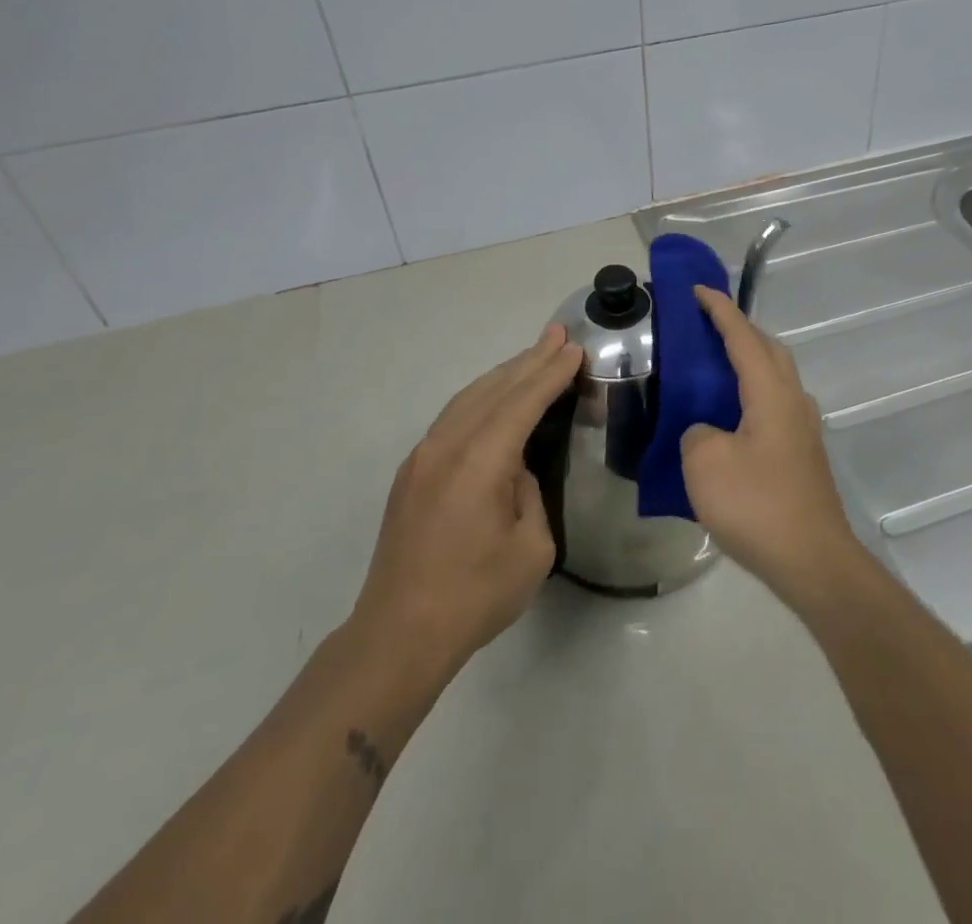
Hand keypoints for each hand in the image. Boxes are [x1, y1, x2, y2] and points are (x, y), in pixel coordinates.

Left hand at [347, 325, 580, 681]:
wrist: (397, 636)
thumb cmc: (474, 596)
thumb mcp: (531, 548)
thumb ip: (529, 493)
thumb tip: (514, 470)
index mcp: (480, 461)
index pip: (523, 401)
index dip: (551, 373)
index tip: (574, 348)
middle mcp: (447, 446)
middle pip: (494, 389)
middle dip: (529, 360)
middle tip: (557, 335)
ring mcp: (423, 457)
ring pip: (468, 398)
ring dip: (503, 374)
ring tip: (532, 356)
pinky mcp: (412, 473)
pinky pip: (453, 417)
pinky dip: (481, 397)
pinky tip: (494, 397)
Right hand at [682, 287, 863, 606]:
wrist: (812, 561)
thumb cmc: (757, 505)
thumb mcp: (704, 464)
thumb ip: (697, 433)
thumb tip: (706, 432)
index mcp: (771, 392)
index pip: (743, 337)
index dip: (719, 310)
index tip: (698, 290)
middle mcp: (793, 401)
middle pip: (769, 350)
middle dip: (740, 331)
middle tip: (706, 326)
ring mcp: (803, 429)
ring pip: (775, 378)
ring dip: (748, 363)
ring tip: (714, 369)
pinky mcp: (802, 455)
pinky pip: (774, 405)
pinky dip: (751, 395)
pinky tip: (730, 419)